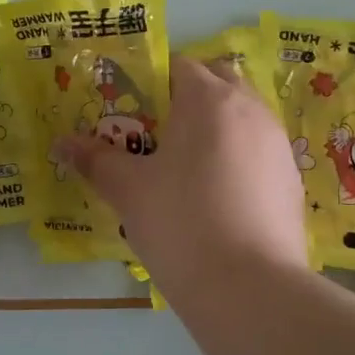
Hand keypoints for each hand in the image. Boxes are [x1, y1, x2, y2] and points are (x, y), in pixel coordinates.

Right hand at [63, 58, 306, 288]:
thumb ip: (96, 160)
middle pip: (219, 82)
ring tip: (187, 169)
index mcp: (209, 100)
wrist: (249, 288)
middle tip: (158, 134)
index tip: (130, 112)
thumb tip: (62, 143)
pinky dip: (238, 160)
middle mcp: (251, 110)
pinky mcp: (292, 181)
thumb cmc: (180, 224)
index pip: (179, 66)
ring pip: (243, 118)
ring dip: (216, 128)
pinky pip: (259, 153)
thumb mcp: (128, 191)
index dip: (151, 82)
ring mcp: (278, 145)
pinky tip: (219, 199)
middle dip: (189, 97)